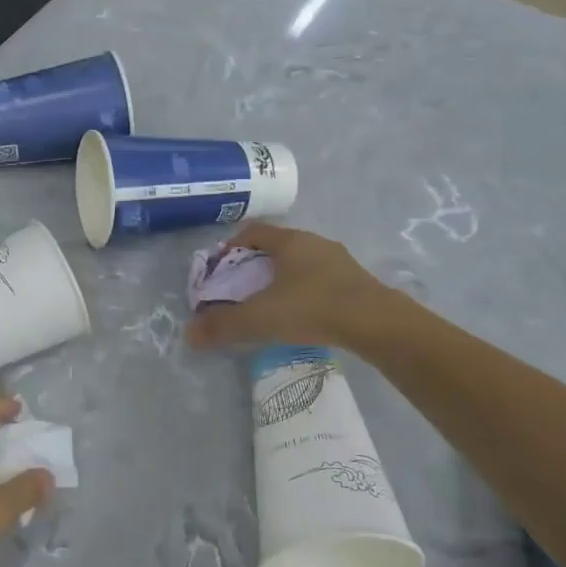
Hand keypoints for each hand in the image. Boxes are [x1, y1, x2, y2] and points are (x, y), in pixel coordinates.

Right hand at [185, 222, 398, 352]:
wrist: (377, 323)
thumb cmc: (313, 308)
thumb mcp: (261, 318)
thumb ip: (224, 325)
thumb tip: (189, 334)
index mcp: (290, 242)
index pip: (254, 232)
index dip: (233, 246)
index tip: (221, 267)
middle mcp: (315, 243)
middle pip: (278, 246)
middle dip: (257, 264)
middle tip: (243, 288)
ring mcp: (340, 260)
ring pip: (302, 263)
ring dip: (284, 278)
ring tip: (273, 303)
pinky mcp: (357, 281)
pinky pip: (322, 279)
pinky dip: (307, 291)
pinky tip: (305, 314)